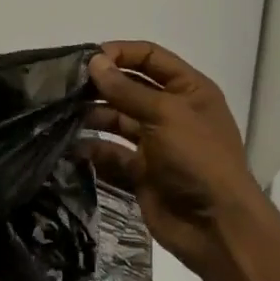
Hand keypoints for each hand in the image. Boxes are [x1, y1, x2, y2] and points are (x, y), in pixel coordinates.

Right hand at [83, 40, 272, 279]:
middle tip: (65, 87)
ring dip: (92, 116)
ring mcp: (155, 143)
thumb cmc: (198, 159)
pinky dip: (93, 149)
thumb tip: (94, 62)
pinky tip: (71, 146)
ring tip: (63, 114)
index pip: (150, 58)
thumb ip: (126, 89)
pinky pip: (111, 153)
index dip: (120, 53)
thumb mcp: (165, 115)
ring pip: (117, 120)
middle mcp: (171, 112)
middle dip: (100, 85)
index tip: (88, 59)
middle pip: (130, 88)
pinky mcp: (141, 172)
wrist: (216, 227)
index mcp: (188, 90)